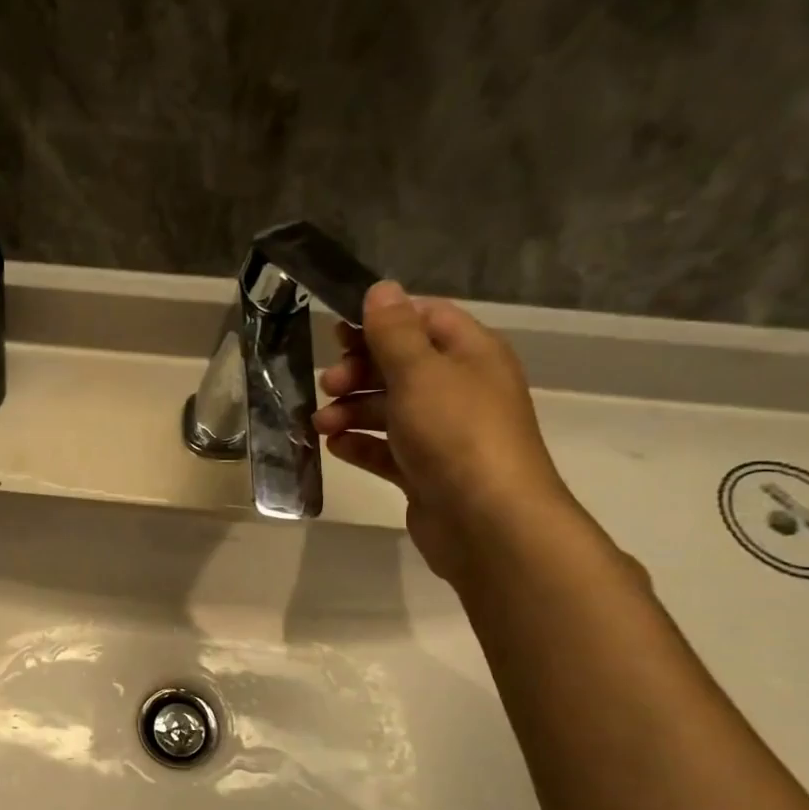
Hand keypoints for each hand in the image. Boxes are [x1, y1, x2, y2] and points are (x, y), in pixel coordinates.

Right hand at [313, 281, 577, 582]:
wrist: (487, 521)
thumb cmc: (456, 433)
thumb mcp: (420, 372)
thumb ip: (394, 331)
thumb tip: (380, 289)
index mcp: (469, 354)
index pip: (424, 318)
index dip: (381, 320)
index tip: (338, 332)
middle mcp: (459, 389)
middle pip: (400, 365)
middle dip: (358, 371)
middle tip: (328, 384)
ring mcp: (442, 433)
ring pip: (388, 409)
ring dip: (350, 411)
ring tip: (321, 425)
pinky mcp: (425, 471)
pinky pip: (386, 449)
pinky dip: (360, 445)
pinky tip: (336, 447)